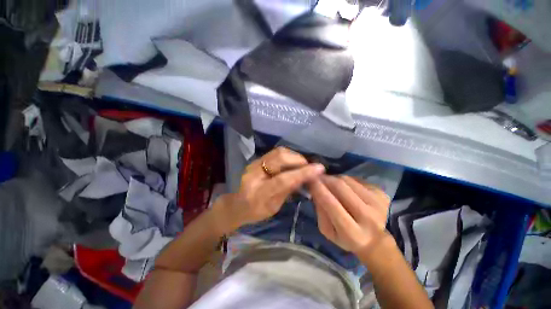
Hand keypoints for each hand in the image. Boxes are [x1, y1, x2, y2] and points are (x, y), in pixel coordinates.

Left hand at [214, 147, 324, 232]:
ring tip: (302, 164)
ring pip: (278, 152)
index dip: (302, 173)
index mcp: (258, 193)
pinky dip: (287, 155)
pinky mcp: (256, 159)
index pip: (283, 179)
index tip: (319, 168)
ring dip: (294, 156)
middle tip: (309, 167)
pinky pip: (275, 152)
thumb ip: (288, 190)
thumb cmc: (255, 212)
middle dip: (299, 160)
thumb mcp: (274, 207)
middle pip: (280, 158)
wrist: (236, 204)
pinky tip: (292, 162)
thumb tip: (305, 177)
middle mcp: (254, 174)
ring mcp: (253, 164)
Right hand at [309, 175, 390, 253]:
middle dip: (325, 179)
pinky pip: (357, 179)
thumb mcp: (327, 231)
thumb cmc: (346, 238)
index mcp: (352, 232)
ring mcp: (378, 203)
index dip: (318, 188)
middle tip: (317, 177)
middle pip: (341, 186)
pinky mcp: (382, 194)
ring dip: (334, 178)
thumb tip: (315, 189)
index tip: (309, 179)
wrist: (375, 241)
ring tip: (330, 183)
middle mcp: (368, 217)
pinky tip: (345, 188)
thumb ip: (320, 211)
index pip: (331, 203)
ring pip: (348, 180)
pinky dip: (346, 180)